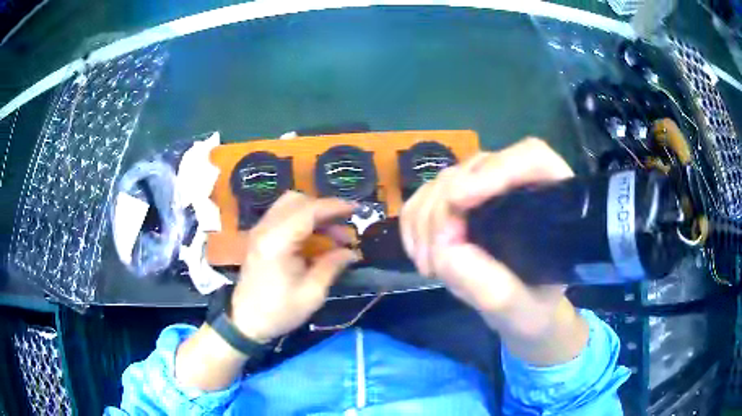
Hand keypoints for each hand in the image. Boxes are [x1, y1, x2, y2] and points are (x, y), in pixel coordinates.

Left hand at [230, 191, 358, 341]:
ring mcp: (259, 231)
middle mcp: (265, 229)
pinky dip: (302, 220)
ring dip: (313, 213)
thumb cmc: (279, 311)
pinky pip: (282, 217)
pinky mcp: (259, 237)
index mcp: (277, 242)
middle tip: (344, 226)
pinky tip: (315, 239)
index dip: (335, 207)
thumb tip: (352, 252)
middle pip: (297, 201)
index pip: (308, 210)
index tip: (357, 210)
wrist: (245, 322)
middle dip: (324, 208)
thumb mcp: (312, 294)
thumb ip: (331, 266)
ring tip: (333, 235)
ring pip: (288, 205)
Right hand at [400, 138, 587, 364]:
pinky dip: (414, 220)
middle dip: (445, 209)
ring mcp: (488, 188)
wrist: (522, 310)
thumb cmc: (534, 307)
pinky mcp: (463, 200)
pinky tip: (418, 252)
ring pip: (446, 178)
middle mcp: (521, 184)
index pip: (530, 159)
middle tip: (434, 258)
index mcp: (555, 200)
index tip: (458, 202)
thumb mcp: (521, 308)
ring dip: (425, 218)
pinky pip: (428, 194)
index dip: (494, 171)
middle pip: (477, 167)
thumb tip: (444, 250)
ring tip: (427, 265)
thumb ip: (492, 287)